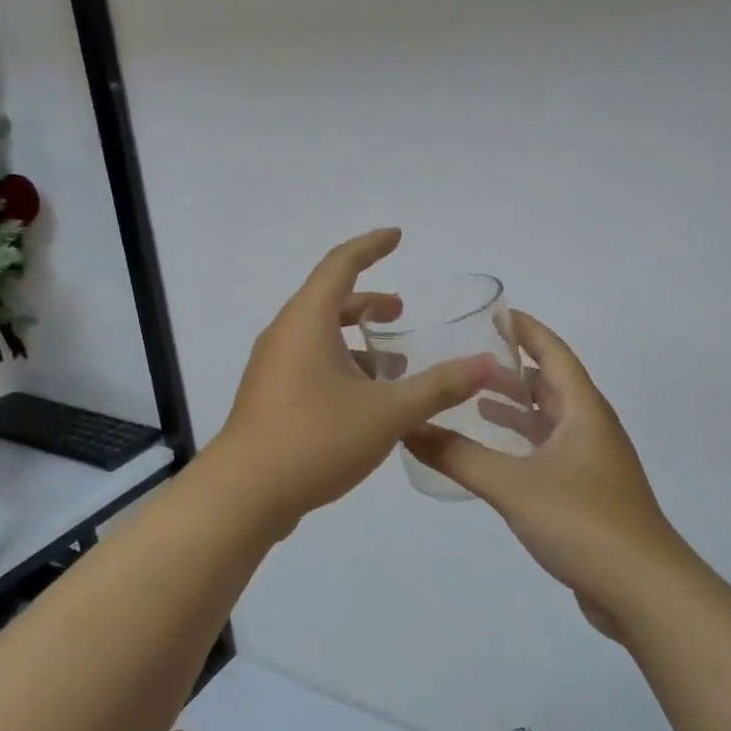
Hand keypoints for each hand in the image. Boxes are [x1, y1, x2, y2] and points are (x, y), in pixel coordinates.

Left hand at [212, 229, 497, 529]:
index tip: (397, 236)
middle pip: (328, 300)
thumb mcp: (387, 413)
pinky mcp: (269, 398)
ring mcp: (271, 368)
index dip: (371, 246)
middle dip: (367, 301)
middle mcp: (285, 335)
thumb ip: (438, 386)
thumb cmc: (316, 439)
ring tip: (391, 363)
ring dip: (354, 340)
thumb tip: (486, 364)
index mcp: (307, 321)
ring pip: (318, 336)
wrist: (244, 495)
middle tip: (401, 312)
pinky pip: (309, 364)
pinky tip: (364, 402)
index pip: (341, 264)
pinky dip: (339, 365)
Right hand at [405, 312, 692, 632]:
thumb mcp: (513, 484)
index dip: (526, 330)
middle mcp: (590, 428)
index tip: (495, 313)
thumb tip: (408, 429)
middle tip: (466, 360)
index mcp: (583, 410)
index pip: (553, 353)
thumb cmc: (583, 522)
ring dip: (515, 408)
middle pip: (549, 385)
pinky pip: (547, 452)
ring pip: (548, 421)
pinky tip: (494, 456)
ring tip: (473, 400)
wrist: (642, 591)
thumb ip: (458, 456)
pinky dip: (519, 444)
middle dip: (510, 370)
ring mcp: (591, 463)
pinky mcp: (585, 494)